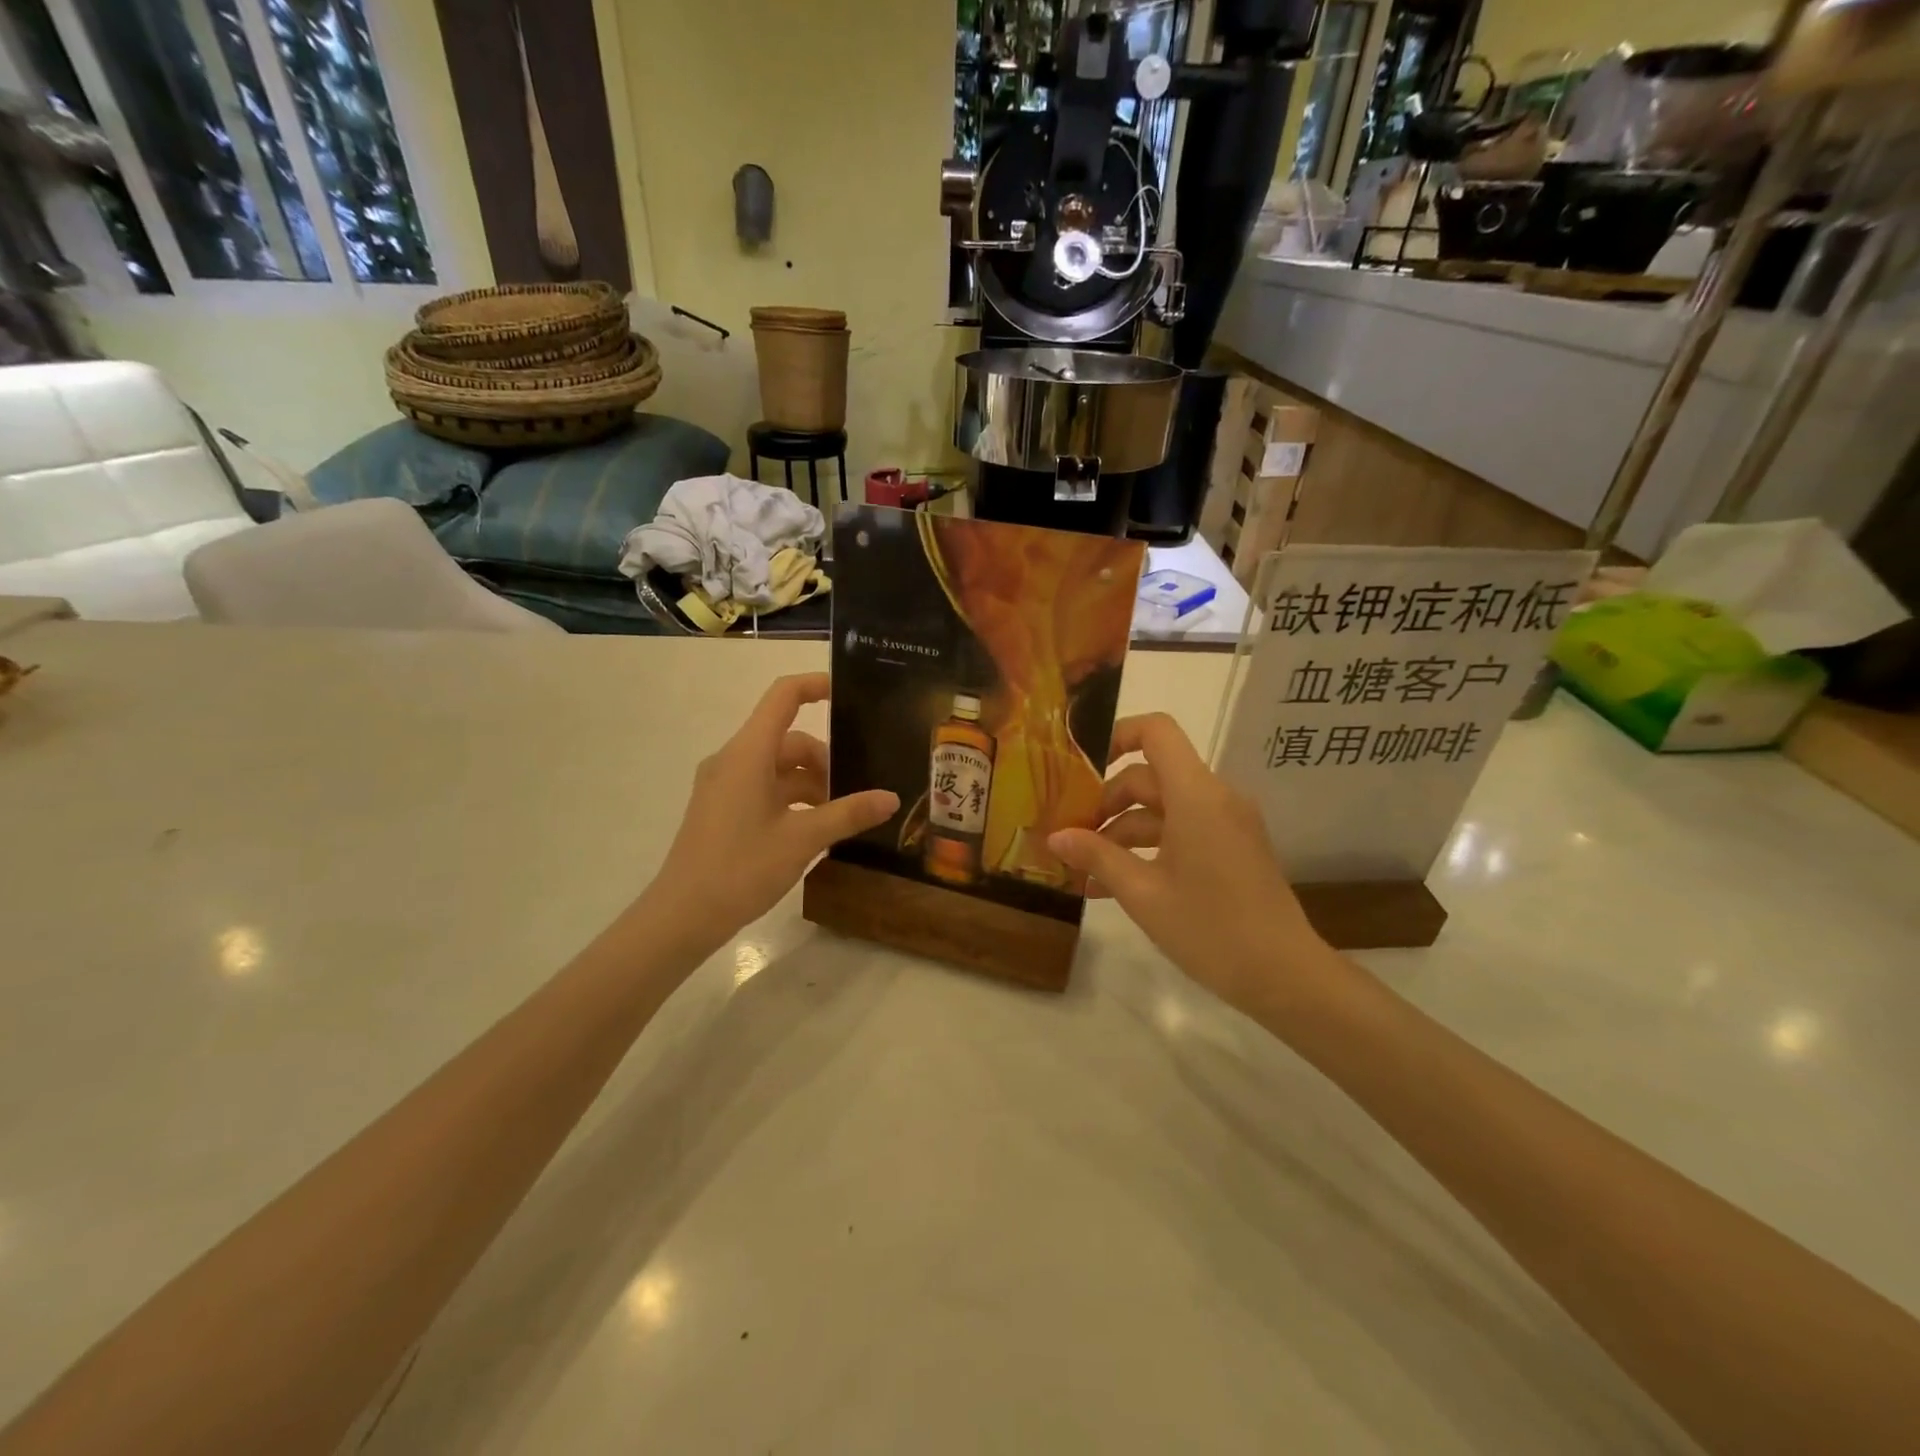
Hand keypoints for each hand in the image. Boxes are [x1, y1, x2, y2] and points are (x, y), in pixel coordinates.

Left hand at [643, 674, 897, 956]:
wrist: (683, 916)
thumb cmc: (741, 868)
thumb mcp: (803, 839)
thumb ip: (849, 813)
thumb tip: (891, 797)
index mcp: (748, 754)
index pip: (783, 697)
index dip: (816, 685)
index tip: (850, 695)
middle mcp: (733, 760)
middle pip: (788, 740)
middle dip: (825, 760)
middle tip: (857, 792)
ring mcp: (724, 785)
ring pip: (778, 767)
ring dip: (811, 784)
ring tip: (841, 816)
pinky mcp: (722, 808)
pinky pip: (764, 788)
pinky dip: (792, 799)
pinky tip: (815, 829)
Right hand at [1048, 714, 1339, 1017]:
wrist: (1285, 976)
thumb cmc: (1210, 930)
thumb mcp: (1142, 894)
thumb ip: (1096, 857)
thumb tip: (1054, 837)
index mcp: (1196, 796)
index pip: (1157, 731)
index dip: (1117, 735)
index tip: (1081, 766)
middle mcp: (1215, 797)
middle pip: (1150, 776)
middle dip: (1107, 802)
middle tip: (1071, 836)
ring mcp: (1227, 823)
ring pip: (1163, 808)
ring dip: (1123, 832)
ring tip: (1085, 871)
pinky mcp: (1233, 847)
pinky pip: (1182, 830)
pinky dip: (1150, 846)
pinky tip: (1115, 883)